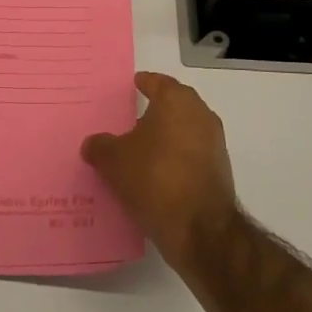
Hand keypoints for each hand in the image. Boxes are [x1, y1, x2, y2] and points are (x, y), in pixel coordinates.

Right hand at [82, 72, 239, 270]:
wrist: (200, 229)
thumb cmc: (155, 178)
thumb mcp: (114, 161)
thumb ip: (100, 146)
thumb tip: (93, 144)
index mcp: (177, 101)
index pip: (158, 82)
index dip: (143, 83)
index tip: (132, 86)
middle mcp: (201, 115)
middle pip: (174, 105)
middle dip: (154, 111)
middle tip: (130, 119)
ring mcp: (214, 144)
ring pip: (184, 131)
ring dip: (166, 137)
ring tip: (139, 150)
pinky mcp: (218, 171)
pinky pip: (191, 156)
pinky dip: (175, 159)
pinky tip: (155, 174)